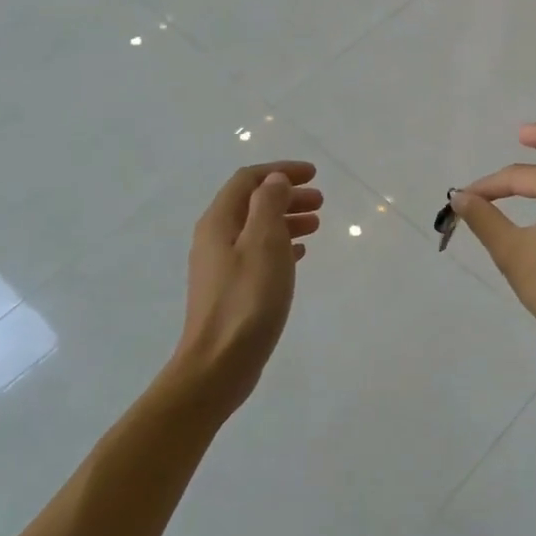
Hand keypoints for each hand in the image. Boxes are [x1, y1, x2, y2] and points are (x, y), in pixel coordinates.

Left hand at [170, 161, 321, 412]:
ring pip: (256, 229)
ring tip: (316, 226)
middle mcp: (214, 238)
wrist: (219, 364)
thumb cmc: (247, 300)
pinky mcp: (231, 290)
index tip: (314, 174)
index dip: (280, 171)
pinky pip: (258, 254)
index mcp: (219, 222)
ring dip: (286, 220)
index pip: (248, 180)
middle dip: (286, 196)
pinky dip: (280, 246)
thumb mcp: (264, 244)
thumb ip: (269, 206)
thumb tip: (274, 181)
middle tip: (321, 201)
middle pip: (252, 203)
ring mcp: (220, 266)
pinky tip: (299, 255)